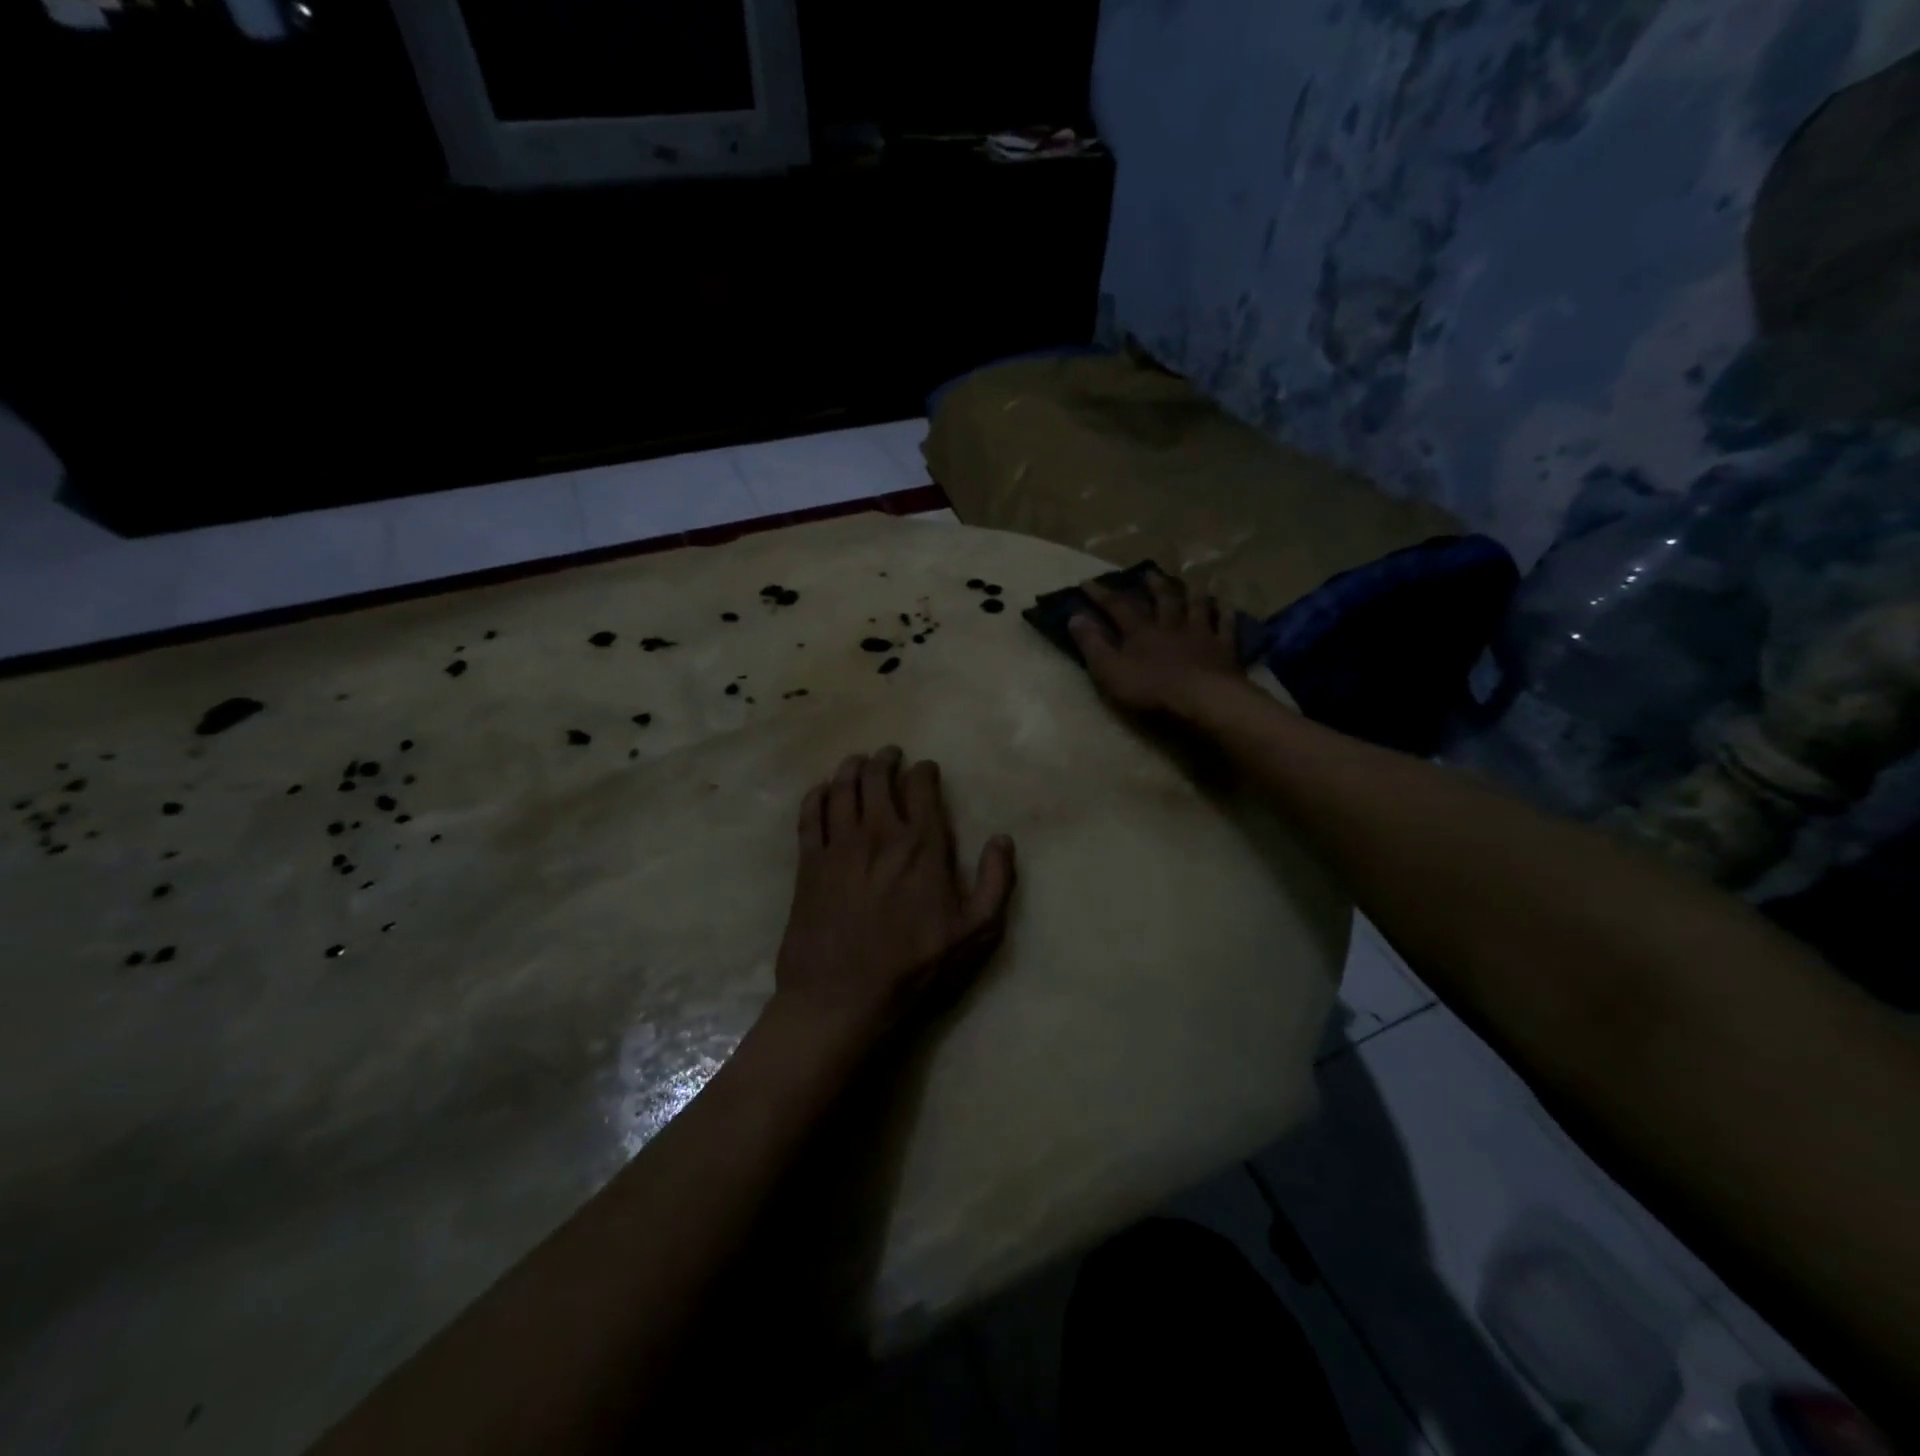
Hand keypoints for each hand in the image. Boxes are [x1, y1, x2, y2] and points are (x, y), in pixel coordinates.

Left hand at [773, 747, 1015, 1044]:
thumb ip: (995, 882)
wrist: (843, 996)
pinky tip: (822, 790)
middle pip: (877, 777)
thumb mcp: (975, 932)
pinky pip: (809, 814)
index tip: (925, 769)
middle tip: (889, 755)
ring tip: (857, 762)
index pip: (921, 787)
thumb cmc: (915, 966)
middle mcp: (878, 833)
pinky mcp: (809, 862)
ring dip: (851, 768)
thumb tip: (1002, 839)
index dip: (924, 771)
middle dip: (885, 760)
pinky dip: (817, 794)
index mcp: (921, 845)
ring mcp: (839, 845)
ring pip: (842, 787)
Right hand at [1068, 571, 1244, 716]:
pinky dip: (1224, 613)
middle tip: (1148, 572)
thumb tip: (1074, 616)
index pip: (1117, 606)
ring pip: (1196, 605)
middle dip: (1153, 585)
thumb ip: (1092, 644)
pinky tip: (1225, 605)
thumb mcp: (1109, 670)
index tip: (1087, 581)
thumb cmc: (1151, 688)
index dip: (1101, 594)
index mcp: (1141, 631)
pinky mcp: (1224, 648)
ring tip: (1190, 581)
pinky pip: (1226, 625)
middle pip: (1162, 599)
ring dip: (1191, 592)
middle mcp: (1171, 624)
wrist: (1202, 698)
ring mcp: (1201, 633)